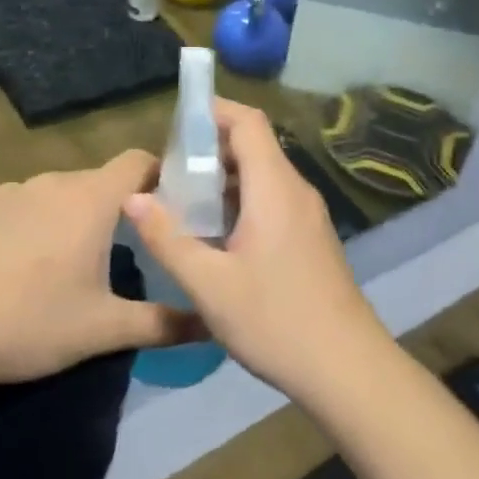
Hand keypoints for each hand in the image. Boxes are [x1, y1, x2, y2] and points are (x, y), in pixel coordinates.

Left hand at [0, 151, 194, 390]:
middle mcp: (51, 182)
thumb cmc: (31, 324)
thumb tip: (213, 326)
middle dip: (110, 208)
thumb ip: (165, 323)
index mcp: (91, 200)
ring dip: (63, 217)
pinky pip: (11, 207)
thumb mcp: (105, 330)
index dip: (158, 176)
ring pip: (52, 195)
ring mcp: (6, 191)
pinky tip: (7, 267)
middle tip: (113, 250)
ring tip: (55, 264)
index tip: (167, 204)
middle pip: (95, 182)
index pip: (138, 161)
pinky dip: (21, 226)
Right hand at [123, 101, 391, 400]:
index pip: (248, 122)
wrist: (345, 367)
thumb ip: (168, 238)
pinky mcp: (311, 238)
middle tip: (168, 172)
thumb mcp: (209, 285)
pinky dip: (242, 203)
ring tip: (183, 202)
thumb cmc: (275, 321)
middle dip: (210, 149)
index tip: (175, 124)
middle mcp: (296, 191)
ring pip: (263, 177)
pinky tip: (215, 234)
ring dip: (224, 180)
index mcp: (275, 188)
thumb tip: (133, 197)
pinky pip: (273, 201)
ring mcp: (308, 215)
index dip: (212, 111)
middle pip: (254, 146)